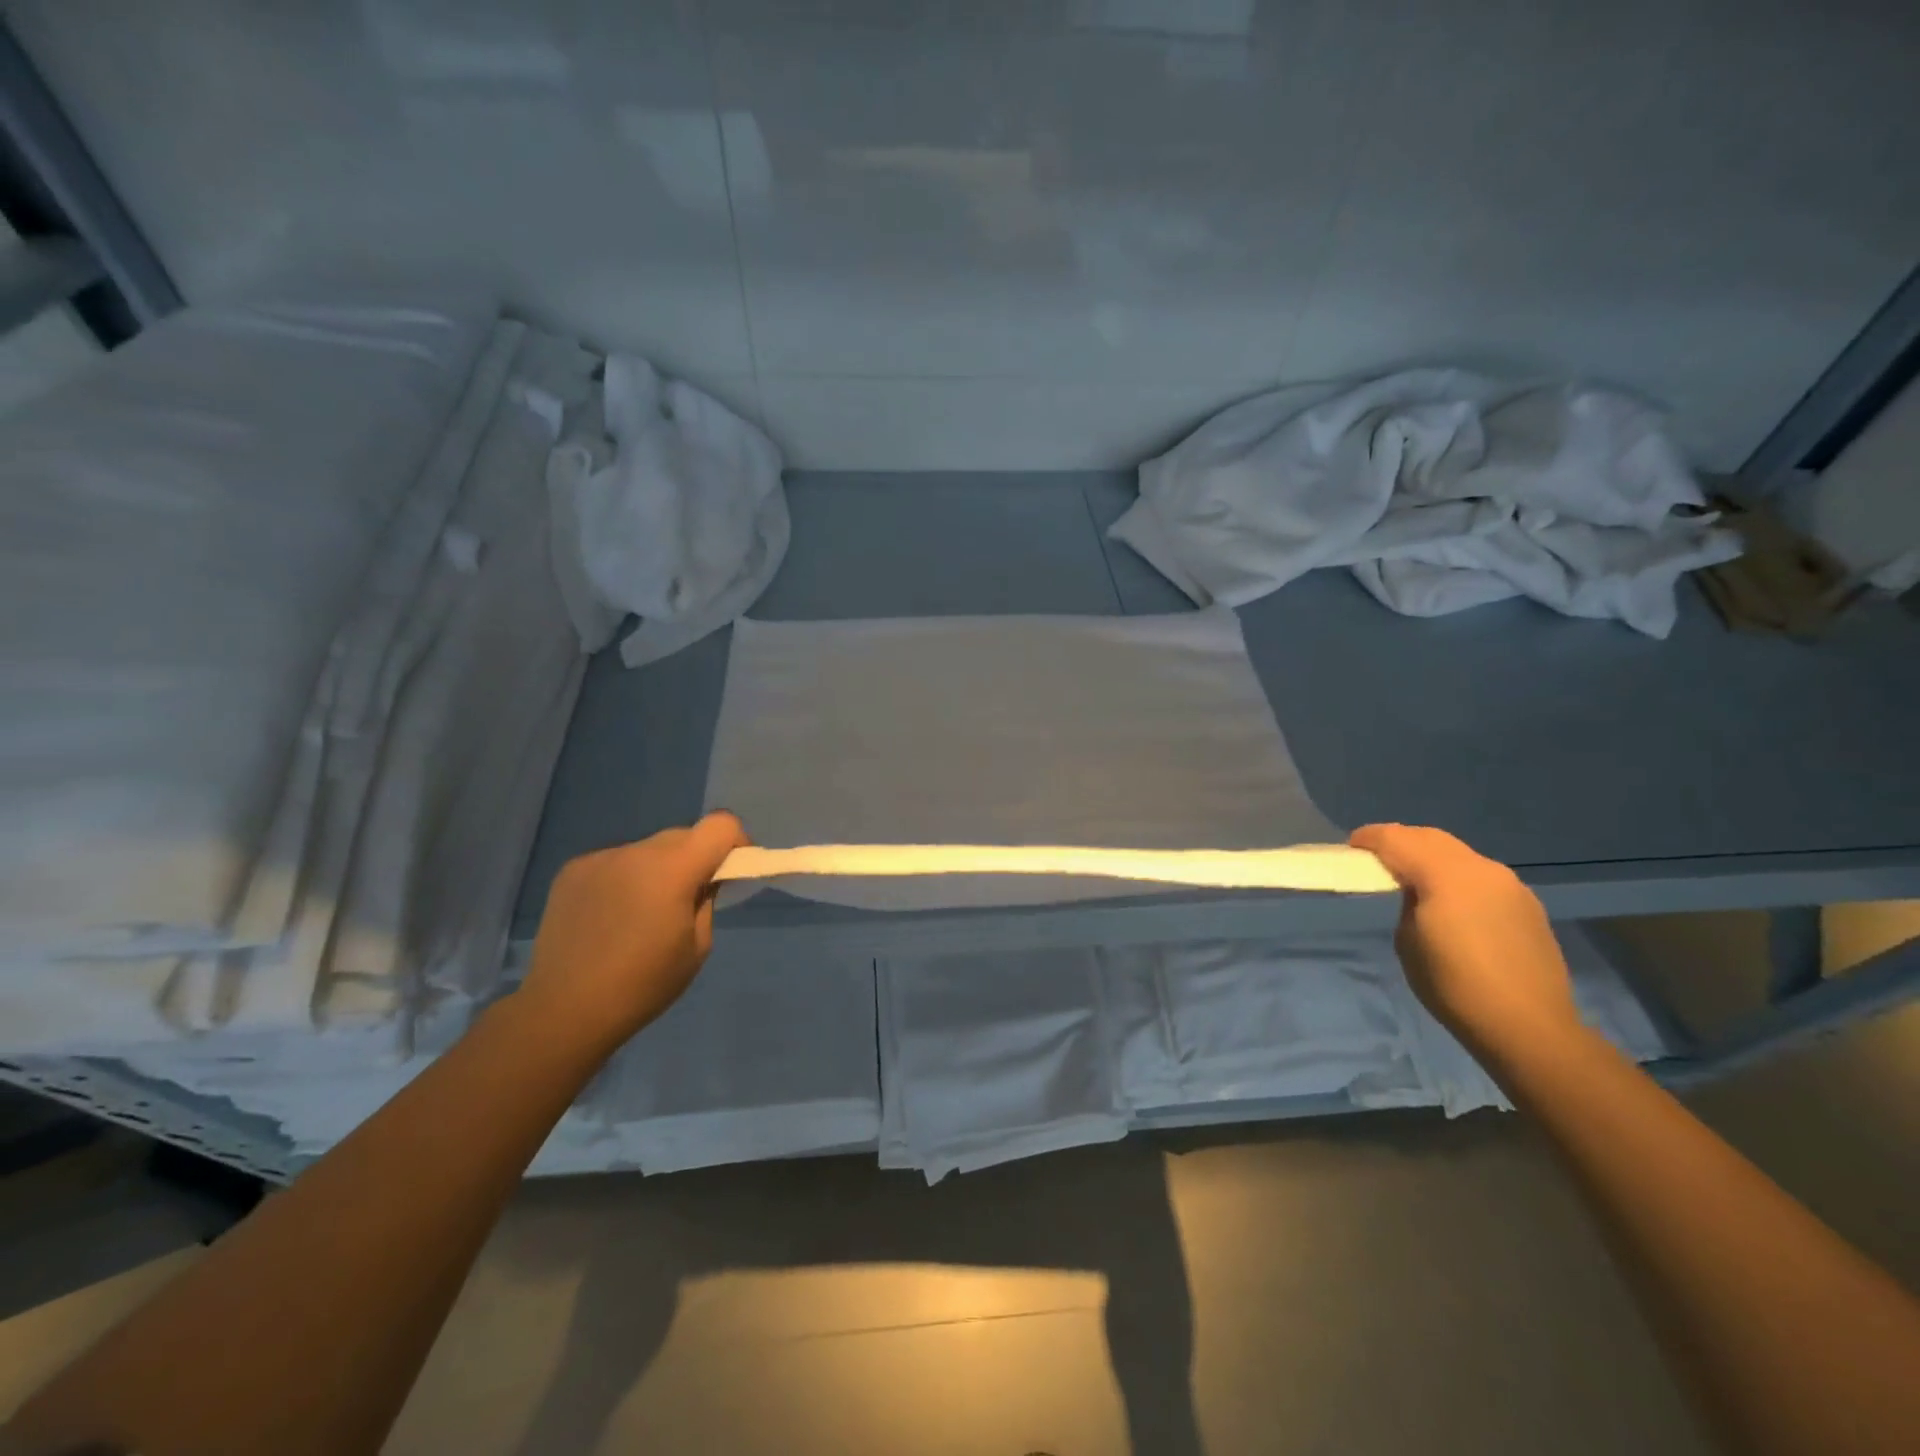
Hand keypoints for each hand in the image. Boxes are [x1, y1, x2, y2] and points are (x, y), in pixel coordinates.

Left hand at [519, 812, 749, 1051]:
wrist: (563, 1010)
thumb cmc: (643, 985)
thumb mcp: (697, 946)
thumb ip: (707, 900)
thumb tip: (705, 879)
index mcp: (673, 870)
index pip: (720, 825)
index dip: (736, 842)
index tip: (732, 870)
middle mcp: (636, 852)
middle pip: (683, 835)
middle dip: (696, 858)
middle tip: (689, 898)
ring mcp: (600, 858)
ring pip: (648, 849)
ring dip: (658, 869)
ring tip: (643, 913)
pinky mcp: (572, 870)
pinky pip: (616, 862)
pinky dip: (626, 878)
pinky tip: (611, 916)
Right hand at [1349, 823, 1579, 1060]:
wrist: (1529, 1027)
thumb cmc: (1453, 987)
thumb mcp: (1407, 942)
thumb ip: (1407, 903)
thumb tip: (1416, 892)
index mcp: (1446, 876)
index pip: (1398, 839)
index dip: (1370, 838)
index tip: (1351, 847)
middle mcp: (1481, 868)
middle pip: (1431, 837)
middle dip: (1400, 841)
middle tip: (1377, 858)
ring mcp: (1510, 884)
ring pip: (1459, 853)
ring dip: (1430, 857)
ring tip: (1412, 878)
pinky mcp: (1527, 903)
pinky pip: (1481, 875)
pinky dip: (1456, 876)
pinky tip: (1451, 901)